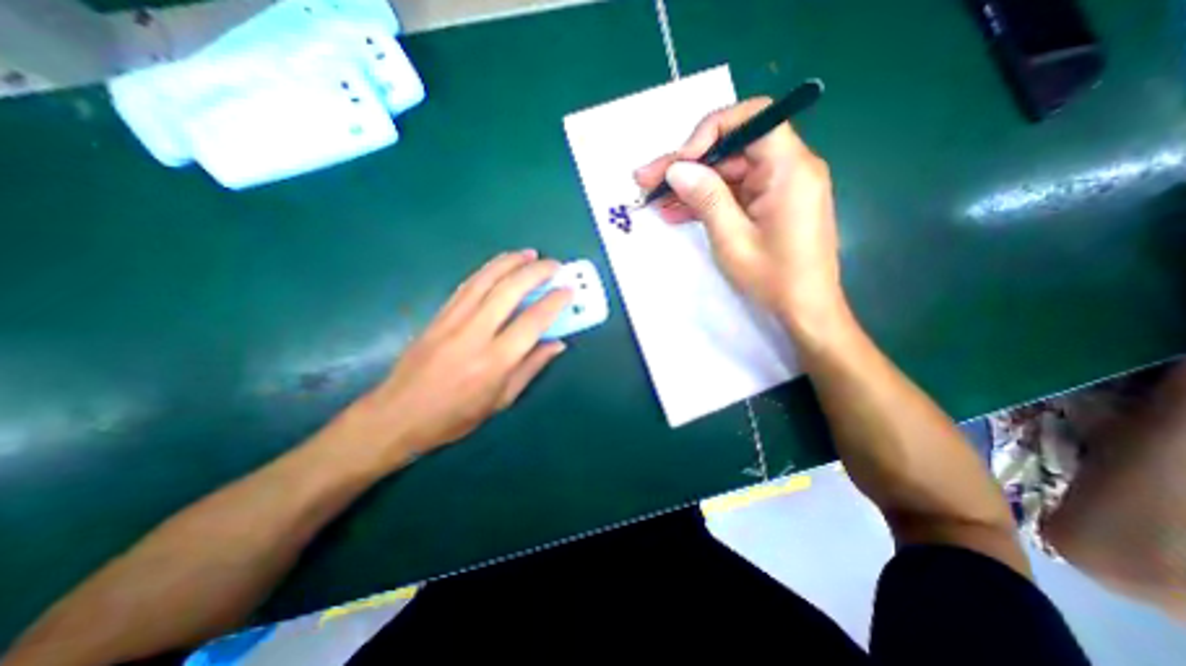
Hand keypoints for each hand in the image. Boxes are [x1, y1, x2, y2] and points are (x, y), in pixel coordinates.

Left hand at [335, 250, 570, 468]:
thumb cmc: (455, 416)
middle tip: (554, 266)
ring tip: (530, 254)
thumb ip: (531, 367)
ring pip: (486, 280)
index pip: (532, 321)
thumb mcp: (501, 400)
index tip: (568, 290)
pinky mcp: (438, 315)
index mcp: (495, 361)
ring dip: (511, 262)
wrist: (397, 415)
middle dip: (536, 272)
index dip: (554, 302)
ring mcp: (452, 320)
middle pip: (509, 291)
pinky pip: (467, 285)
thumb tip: (557, 344)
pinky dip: (487, 270)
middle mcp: (474, 334)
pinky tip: (499, 265)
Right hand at [634, 95, 846, 336]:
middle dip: (688, 164)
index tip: (680, 162)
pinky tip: (676, 212)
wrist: (805, 310)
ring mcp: (778, 187)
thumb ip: (706, 197)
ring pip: (728, 173)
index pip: (751, 119)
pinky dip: (706, 201)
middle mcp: (788, 168)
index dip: (709, 132)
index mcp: (789, 168)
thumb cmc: (774, 278)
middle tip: (647, 180)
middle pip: (732, 149)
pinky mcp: (769, 205)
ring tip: (655, 199)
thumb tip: (677, 168)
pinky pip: (734, 193)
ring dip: (691, 185)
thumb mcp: (732, 239)